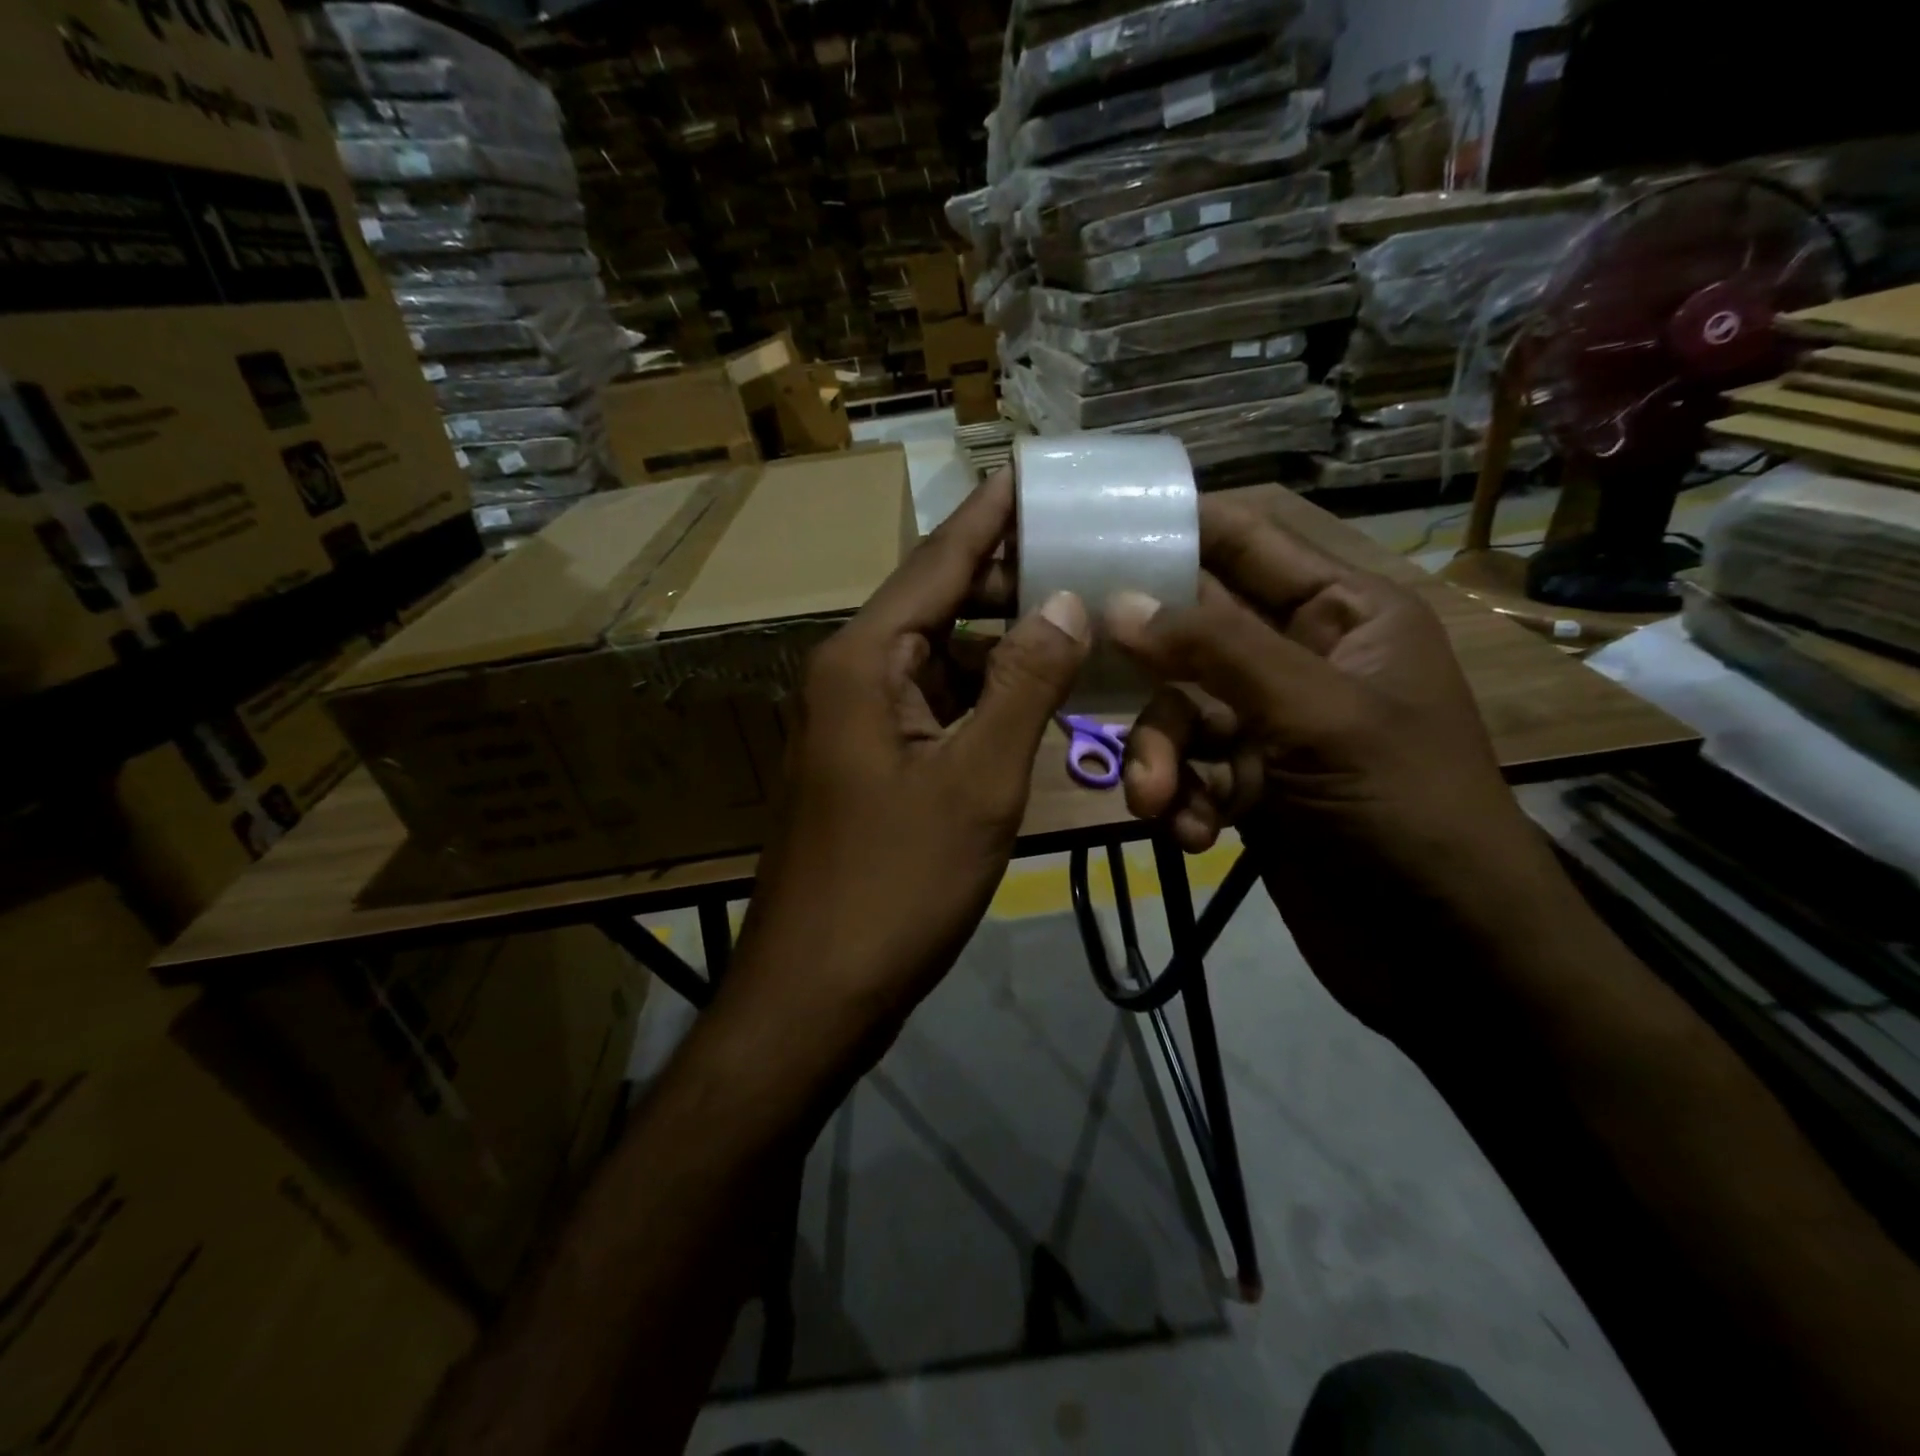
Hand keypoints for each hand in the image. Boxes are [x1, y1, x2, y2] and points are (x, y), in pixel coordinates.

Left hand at [726, 472, 1090, 1068]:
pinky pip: (934, 710)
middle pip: (936, 606)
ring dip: (1000, 646)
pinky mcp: (870, 766)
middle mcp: (852, 678)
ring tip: (1073, 620)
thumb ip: (1023, 685)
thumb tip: (1064, 602)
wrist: (815, 991)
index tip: (1031, 473)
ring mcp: (857, 724)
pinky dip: (982, 698)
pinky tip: (1031, 697)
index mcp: (864, 663)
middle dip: (1006, 583)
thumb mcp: (977, 782)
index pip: (936, 564)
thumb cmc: (895, 886)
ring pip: (939, 662)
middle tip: (1082, 556)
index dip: (988, 518)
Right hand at [1105, 497, 1563, 1039]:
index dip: (1175, 530)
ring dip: (1157, 756)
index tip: (1094, 534)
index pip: (1245, 542)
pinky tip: (1193, 834)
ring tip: (1157, 802)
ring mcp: (1269, 726)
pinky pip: (1186, 770)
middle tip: (1088, 683)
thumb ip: (1217, 650)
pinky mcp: (1247, 787)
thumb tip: (1119, 601)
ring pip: (1177, 712)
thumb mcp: (1317, 716)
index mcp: (1341, 613)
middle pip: (1191, 633)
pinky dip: (1178, 798)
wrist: (1447, 954)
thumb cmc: (1405, 810)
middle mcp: (1299, 659)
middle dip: (1148, 672)